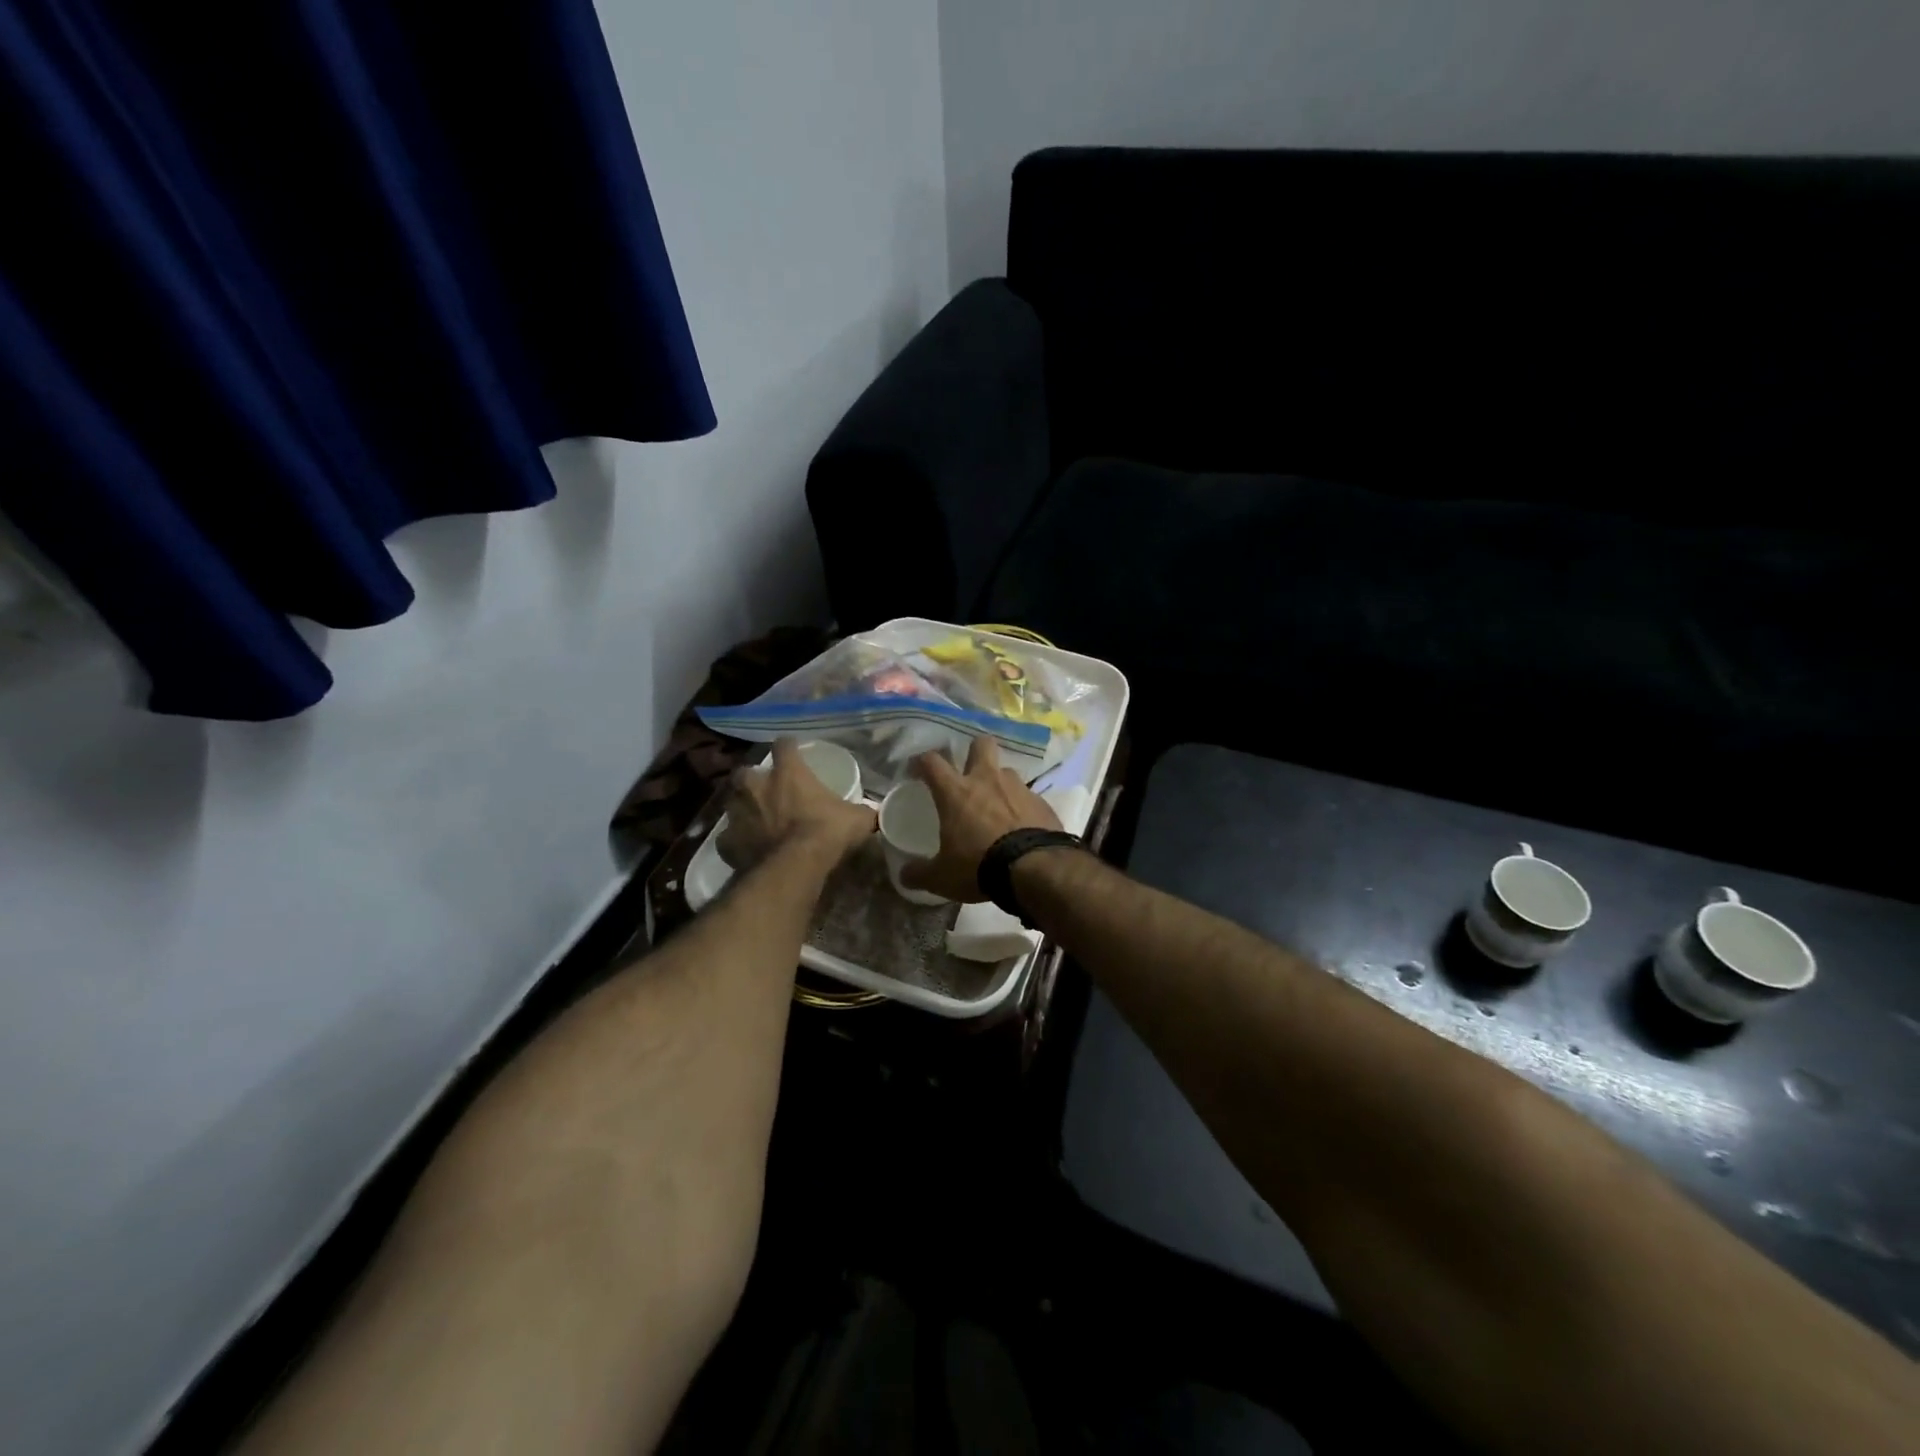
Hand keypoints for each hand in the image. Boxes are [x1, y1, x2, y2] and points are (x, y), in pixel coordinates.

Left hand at [719, 739, 876, 869]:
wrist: (793, 868)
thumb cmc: (826, 833)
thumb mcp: (857, 820)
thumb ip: (863, 812)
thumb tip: (875, 813)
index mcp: (788, 773)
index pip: (784, 746)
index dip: (788, 747)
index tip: (793, 751)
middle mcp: (756, 786)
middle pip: (746, 772)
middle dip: (753, 779)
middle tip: (767, 790)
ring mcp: (737, 813)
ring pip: (732, 802)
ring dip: (742, 808)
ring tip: (756, 820)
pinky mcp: (726, 842)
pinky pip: (729, 837)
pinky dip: (737, 841)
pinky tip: (748, 848)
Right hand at [900, 736, 1062, 901]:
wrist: (1036, 870)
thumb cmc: (979, 866)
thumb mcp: (942, 877)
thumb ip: (920, 873)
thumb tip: (904, 875)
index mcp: (956, 792)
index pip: (932, 762)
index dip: (921, 761)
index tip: (916, 770)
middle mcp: (987, 780)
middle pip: (981, 745)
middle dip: (974, 752)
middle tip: (968, 771)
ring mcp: (1018, 788)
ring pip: (1006, 771)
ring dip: (999, 783)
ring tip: (996, 806)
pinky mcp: (1042, 802)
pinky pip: (1028, 796)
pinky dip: (1021, 807)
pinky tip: (1021, 826)